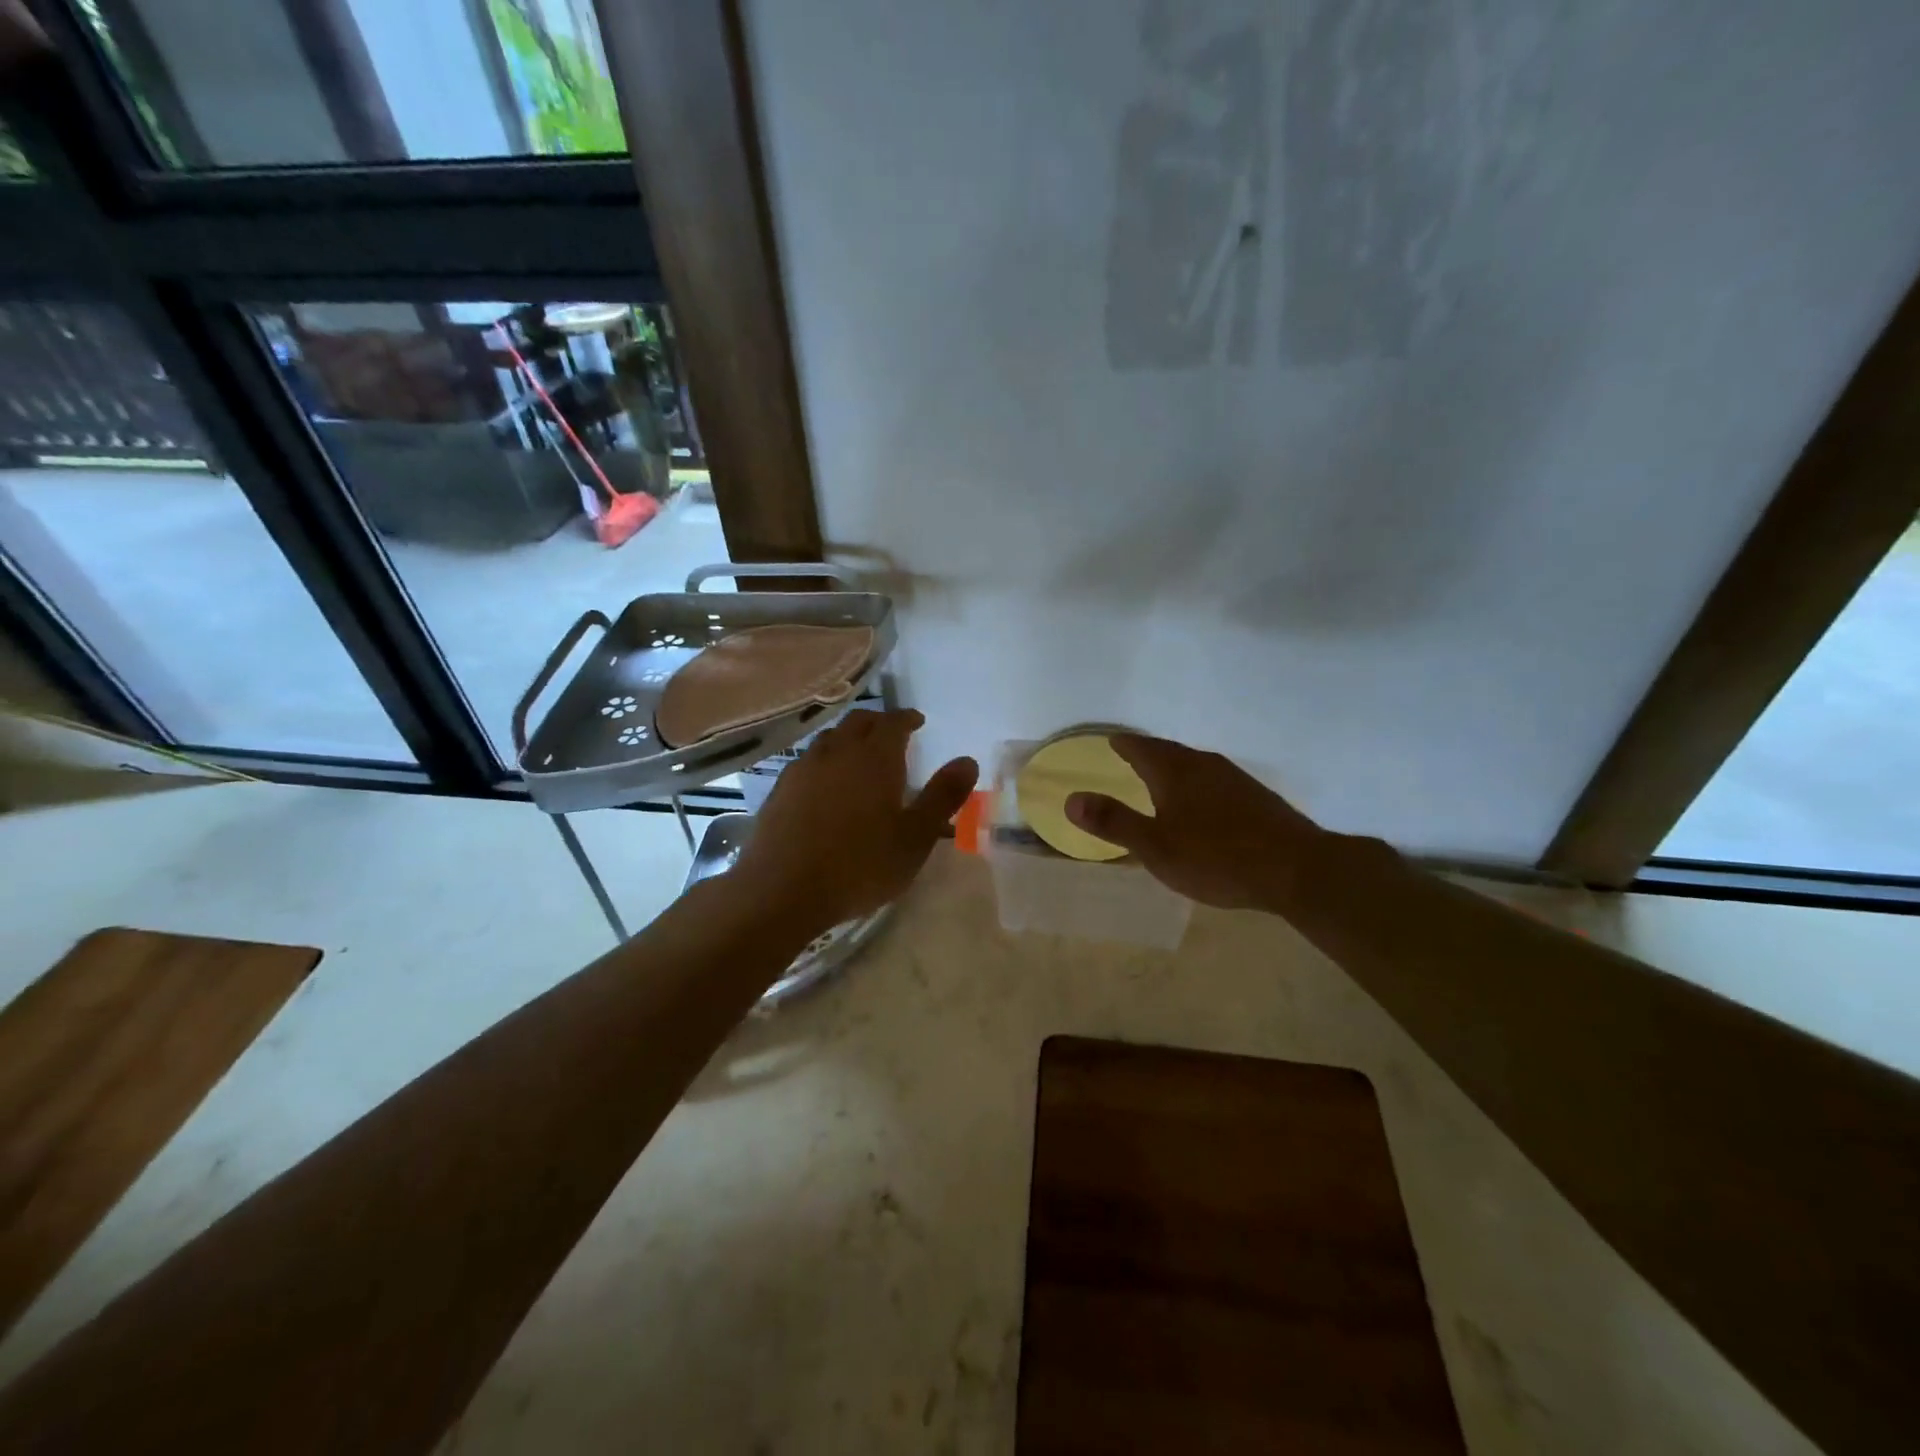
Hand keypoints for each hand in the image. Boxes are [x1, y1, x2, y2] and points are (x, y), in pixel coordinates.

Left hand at [732, 709, 978, 929]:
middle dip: (878, 723)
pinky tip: (825, 784)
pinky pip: (807, 761)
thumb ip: (943, 796)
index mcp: (874, 758)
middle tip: (891, 734)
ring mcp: (803, 769)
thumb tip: (968, 760)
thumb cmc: (860, 865)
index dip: (907, 718)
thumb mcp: (915, 837)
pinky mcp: (779, 790)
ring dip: (848, 739)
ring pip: (829, 739)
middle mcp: (837, 752)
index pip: (893, 722)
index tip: (917, 721)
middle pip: (858, 722)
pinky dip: (824, 761)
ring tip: (859, 756)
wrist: (782, 890)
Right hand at [1065, 734, 1322, 910]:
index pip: (1142, 748)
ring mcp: (1235, 779)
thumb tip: (1071, 798)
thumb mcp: (1155, 847)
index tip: (1111, 740)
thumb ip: (1114, 822)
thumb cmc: (1216, 858)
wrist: (1296, 869)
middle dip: (1148, 753)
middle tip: (1131, 756)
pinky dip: (1199, 785)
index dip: (1124, 744)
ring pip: (1195, 765)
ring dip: (1175, 768)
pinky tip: (1203, 804)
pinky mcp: (1257, 798)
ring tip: (1162, 778)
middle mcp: (1204, 766)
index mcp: (1175, 772)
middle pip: (1170, 752)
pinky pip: (1216, 781)